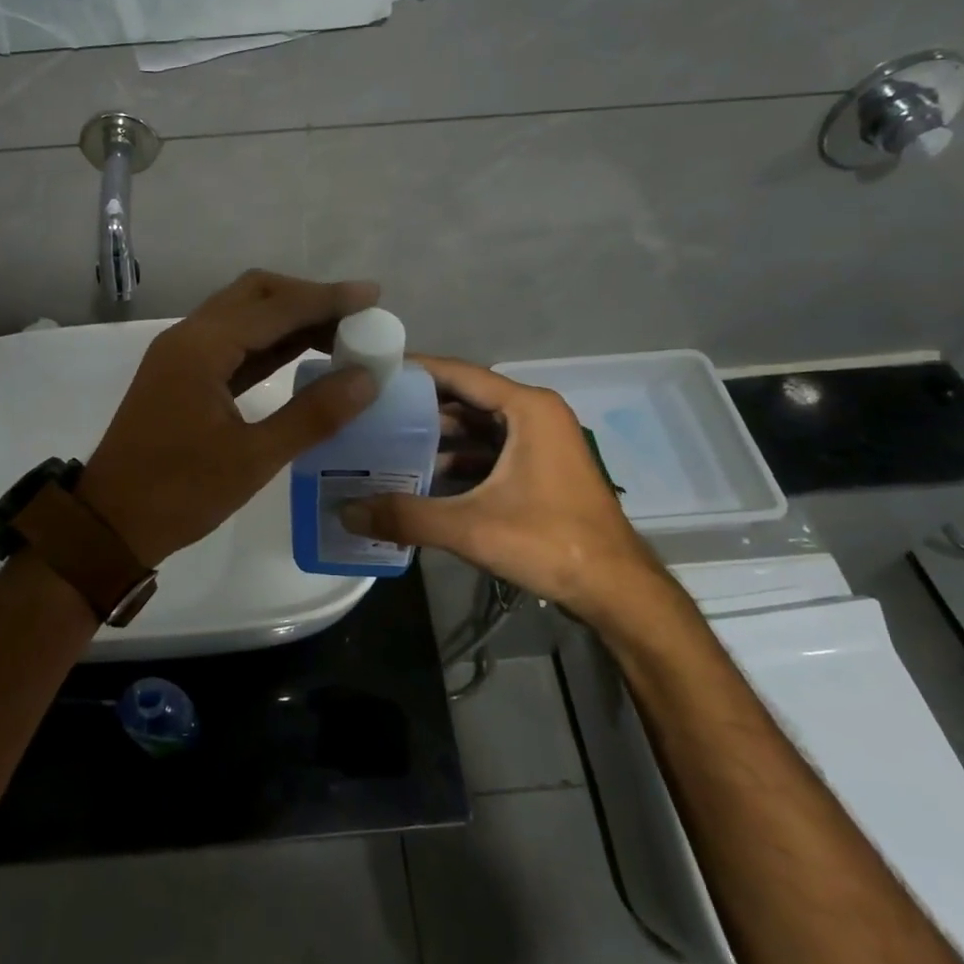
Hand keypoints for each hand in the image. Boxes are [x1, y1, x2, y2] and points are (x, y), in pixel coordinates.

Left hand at [76, 271, 382, 567]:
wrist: (110, 523)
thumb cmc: (179, 493)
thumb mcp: (253, 458)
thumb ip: (313, 414)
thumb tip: (366, 379)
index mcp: (202, 348)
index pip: (276, 307)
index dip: (327, 299)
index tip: (373, 295)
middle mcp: (189, 337)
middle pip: (255, 294)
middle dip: (307, 298)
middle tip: (355, 316)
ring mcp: (181, 354)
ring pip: (243, 315)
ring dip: (288, 318)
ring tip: (340, 332)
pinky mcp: (181, 374)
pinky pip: (232, 342)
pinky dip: (269, 342)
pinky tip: (301, 354)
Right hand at [339, 356, 676, 629]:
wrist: (617, 592)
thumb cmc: (551, 543)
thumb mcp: (471, 527)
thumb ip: (406, 516)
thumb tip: (345, 511)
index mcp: (528, 408)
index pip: (459, 374)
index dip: (415, 371)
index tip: (372, 371)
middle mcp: (536, 415)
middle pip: (466, 399)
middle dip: (419, 407)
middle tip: (370, 413)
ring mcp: (541, 443)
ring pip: (478, 428)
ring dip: (437, 437)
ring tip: (386, 444)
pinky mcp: (540, 470)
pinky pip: (490, 451)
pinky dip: (458, 460)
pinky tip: (423, 477)